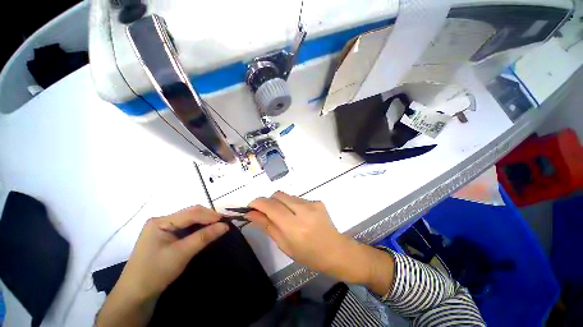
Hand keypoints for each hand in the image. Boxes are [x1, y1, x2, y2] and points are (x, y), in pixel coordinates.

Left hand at [96, 206, 227, 326]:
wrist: (135, 294)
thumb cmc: (155, 272)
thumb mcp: (181, 253)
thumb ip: (204, 237)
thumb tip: (225, 225)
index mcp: (160, 221)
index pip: (191, 213)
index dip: (210, 215)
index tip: (225, 221)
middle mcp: (162, 220)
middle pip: (190, 213)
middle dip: (208, 217)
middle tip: (223, 224)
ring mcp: (163, 228)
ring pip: (190, 220)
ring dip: (204, 222)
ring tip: (217, 227)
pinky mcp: (166, 236)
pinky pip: (186, 227)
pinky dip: (198, 229)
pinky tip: (205, 232)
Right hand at [247, 191, 377, 283]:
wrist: (335, 250)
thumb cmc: (308, 255)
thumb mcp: (284, 245)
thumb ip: (267, 226)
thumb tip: (251, 213)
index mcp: (295, 227)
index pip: (271, 206)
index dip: (258, 203)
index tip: (251, 206)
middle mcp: (304, 210)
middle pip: (278, 195)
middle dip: (268, 201)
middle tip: (266, 212)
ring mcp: (312, 203)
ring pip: (287, 196)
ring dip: (281, 203)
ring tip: (286, 217)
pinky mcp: (317, 201)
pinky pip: (297, 198)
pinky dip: (292, 205)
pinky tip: (298, 216)